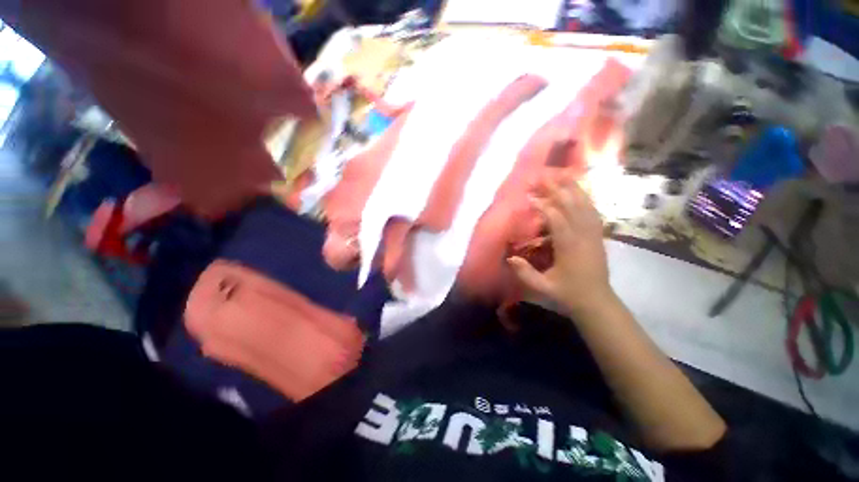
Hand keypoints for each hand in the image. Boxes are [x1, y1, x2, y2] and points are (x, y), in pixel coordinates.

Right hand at [508, 178, 613, 317]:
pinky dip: (586, 199)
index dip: (543, 205)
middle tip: (542, 177)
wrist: (597, 302)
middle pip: (571, 206)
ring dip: (573, 189)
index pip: (557, 219)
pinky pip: (593, 212)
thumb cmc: (569, 294)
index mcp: (569, 247)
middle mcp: (583, 236)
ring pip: (585, 205)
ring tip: (561, 175)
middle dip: (556, 189)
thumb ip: (525, 273)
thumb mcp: (543, 288)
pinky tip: (579, 191)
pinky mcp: (598, 236)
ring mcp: (594, 235)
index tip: (529, 196)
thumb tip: (510, 257)